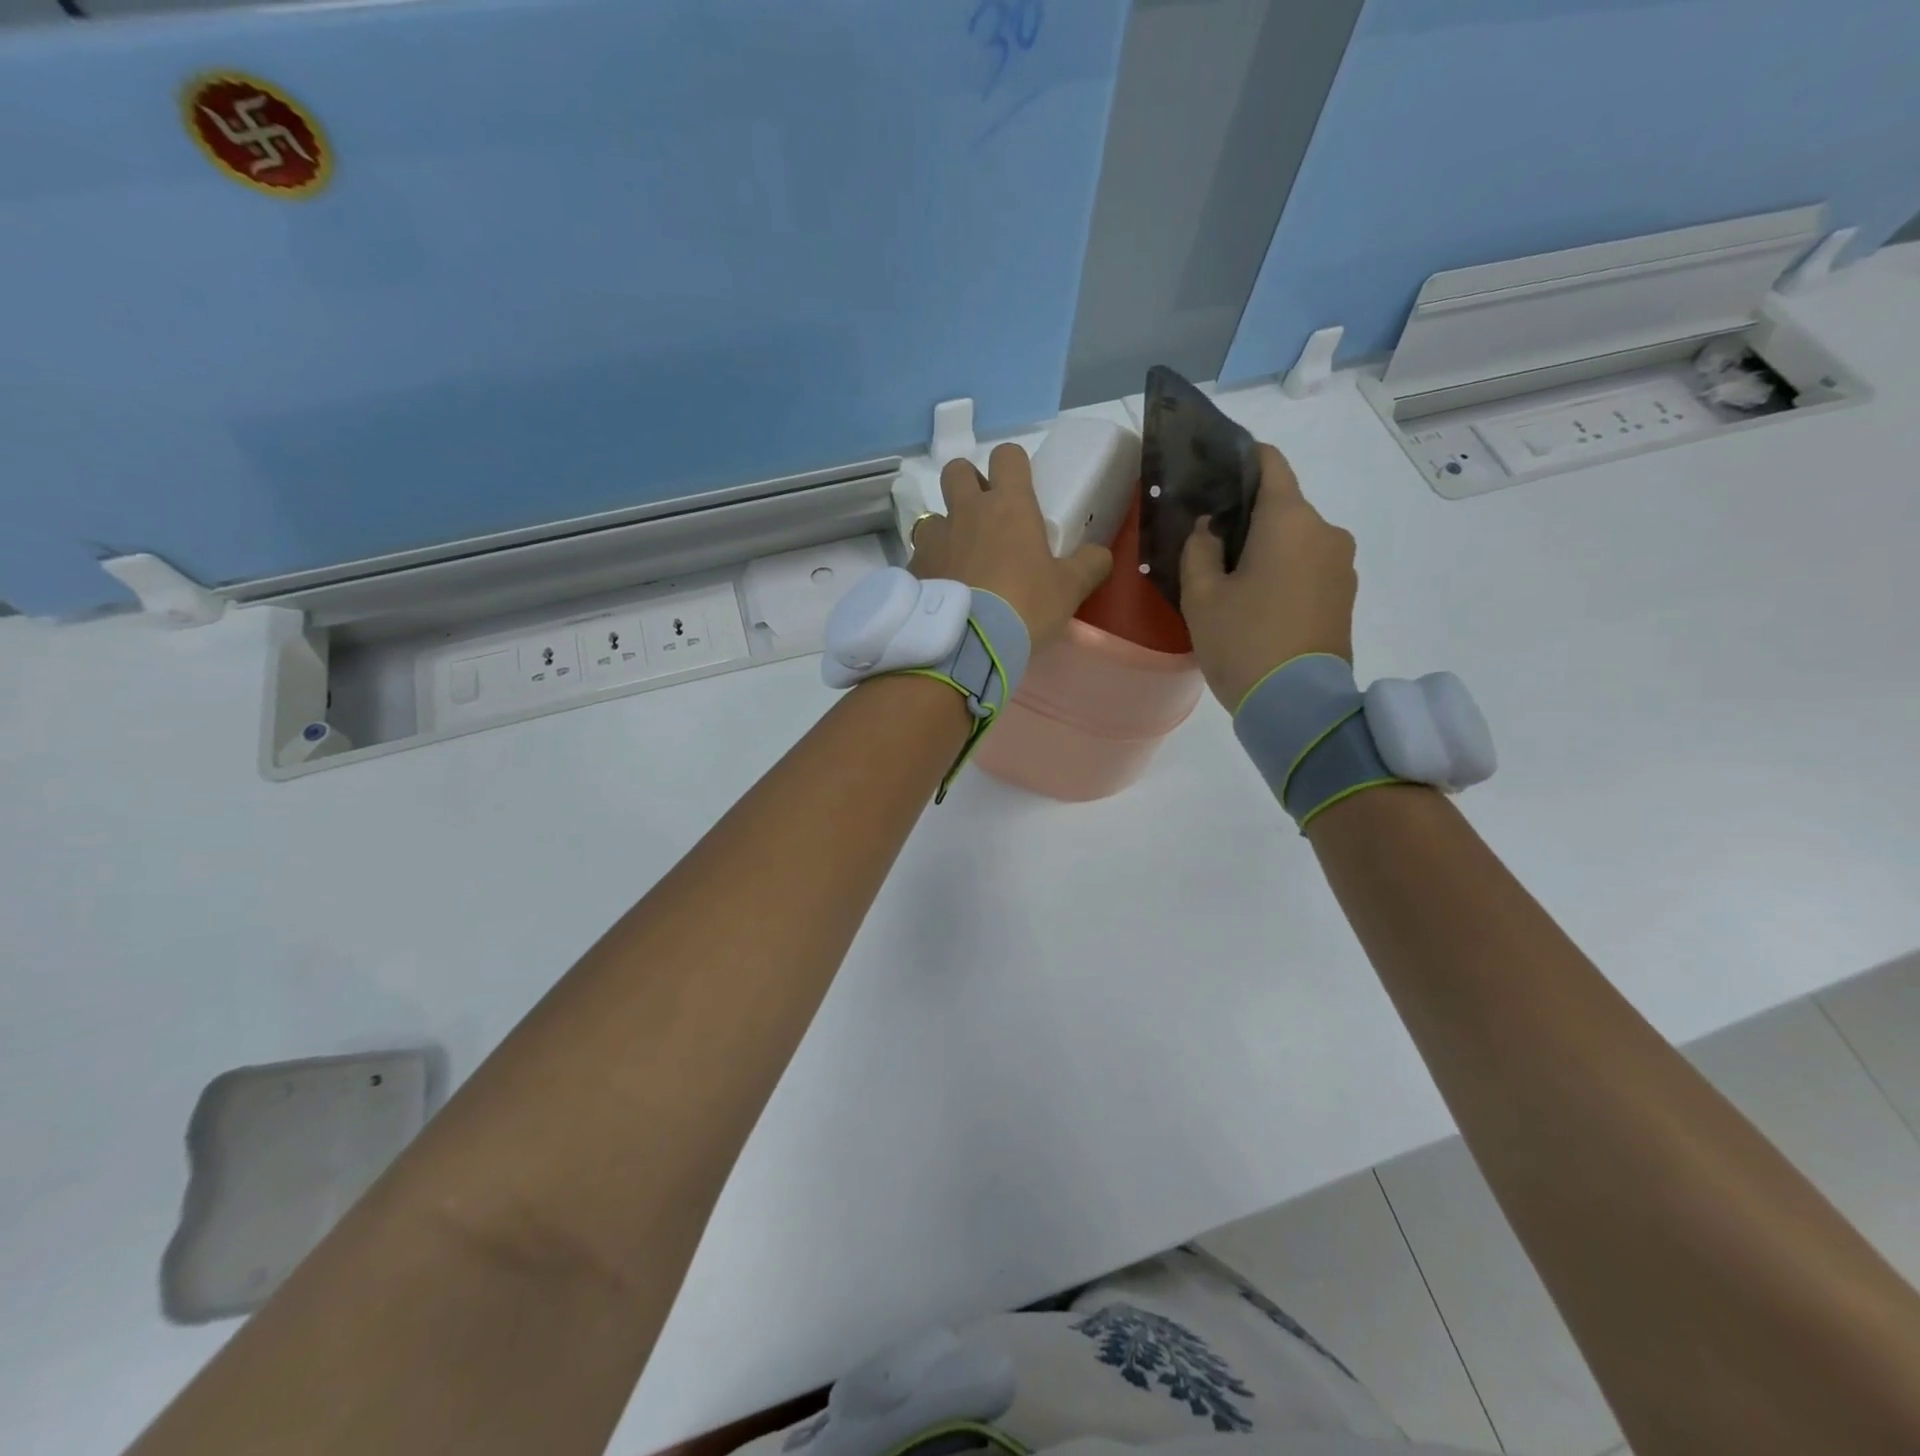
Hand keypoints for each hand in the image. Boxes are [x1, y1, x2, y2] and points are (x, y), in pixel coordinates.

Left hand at [910, 443, 1112, 648]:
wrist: (968, 644)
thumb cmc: (1025, 606)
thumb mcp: (1069, 589)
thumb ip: (1089, 565)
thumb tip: (1100, 555)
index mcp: (1008, 505)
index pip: (1008, 456)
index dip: (1013, 466)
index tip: (1020, 488)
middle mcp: (966, 511)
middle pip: (957, 470)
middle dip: (969, 484)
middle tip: (984, 516)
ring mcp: (934, 537)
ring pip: (933, 515)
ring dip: (946, 529)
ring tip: (959, 560)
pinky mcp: (913, 567)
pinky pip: (919, 555)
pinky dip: (930, 566)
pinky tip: (942, 591)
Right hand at [1180, 443, 1355, 711]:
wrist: (1298, 706)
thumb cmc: (1243, 642)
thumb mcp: (1201, 596)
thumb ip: (1199, 550)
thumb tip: (1210, 529)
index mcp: (1290, 520)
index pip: (1270, 463)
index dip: (1240, 459)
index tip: (1212, 471)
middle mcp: (1326, 531)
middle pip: (1283, 505)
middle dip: (1247, 516)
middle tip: (1208, 540)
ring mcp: (1342, 565)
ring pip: (1296, 538)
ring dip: (1266, 547)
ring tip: (1230, 577)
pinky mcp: (1345, 595)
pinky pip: (1309, 565)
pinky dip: (1284, 570)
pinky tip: (1257, 600)